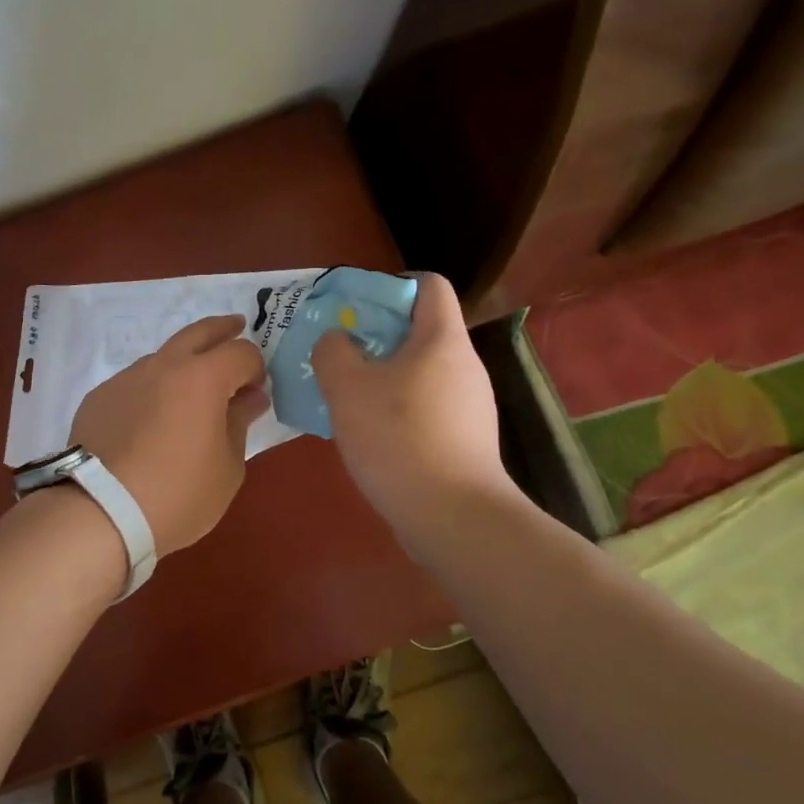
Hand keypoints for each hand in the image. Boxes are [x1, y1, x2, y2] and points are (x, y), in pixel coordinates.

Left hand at [70, 314, 269, 554]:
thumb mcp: (227, 468)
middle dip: (223, 329)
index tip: (257, 388)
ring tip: (191, 389)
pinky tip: (150, 419)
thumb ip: (239, 423)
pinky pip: (135, 383)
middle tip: (236, 327)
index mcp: (202, 377)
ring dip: (183, 362)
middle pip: (199, 332)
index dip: (256, 366)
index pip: (241, 352)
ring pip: (163, 356)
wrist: (99, 512)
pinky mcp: (100, 396)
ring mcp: (127, 377)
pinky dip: (151, 390)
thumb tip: (250, 398)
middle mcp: (164, 365)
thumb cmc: (177, 494)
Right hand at [311, 273, 514, 533]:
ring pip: (420, 371)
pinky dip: (397, 408)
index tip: (357, 308)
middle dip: (376, 335)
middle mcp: (464, 365)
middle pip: (420, 329)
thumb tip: (338, 342)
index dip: (392, 285)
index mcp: (442, 339)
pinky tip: (369, 433)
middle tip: (339, 353)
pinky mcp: (466, 439)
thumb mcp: (347, 388)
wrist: (454, 519)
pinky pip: (426, 405)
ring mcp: (470, 405)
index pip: (429, 284)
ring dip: (383, 375)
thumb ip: (333, 351)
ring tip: (346, 396)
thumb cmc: (399, 438)